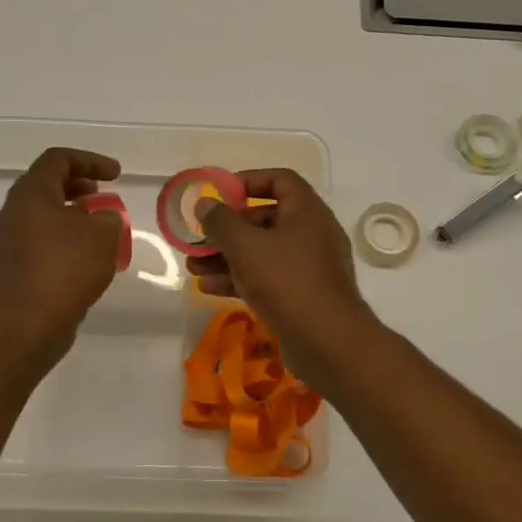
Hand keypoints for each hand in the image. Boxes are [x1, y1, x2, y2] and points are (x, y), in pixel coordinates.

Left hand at [0, 147, 124, 364]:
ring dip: (73, 215)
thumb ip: (109, 217)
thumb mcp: (103, 235)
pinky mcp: (14, 269)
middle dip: (79, 186)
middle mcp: (14, 212)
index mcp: (31, 194)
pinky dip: (65, 240)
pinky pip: (41, 242)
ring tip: (100, 229)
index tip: (116, 175)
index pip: (58, 160)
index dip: (90, 160)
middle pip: (46, 185)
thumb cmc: (65, 270)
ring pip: (43, 215)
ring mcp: (10, 242)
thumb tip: (102, 220)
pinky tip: (87, 260)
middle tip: (104, 195)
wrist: (25, 326)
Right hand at [186, 168, 379, 386]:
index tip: (219, 194)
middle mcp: (312, 233)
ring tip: (194, 268)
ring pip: (263, 252)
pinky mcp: (303, 296)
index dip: (248, 181)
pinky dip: (241, 279)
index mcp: (307, 211)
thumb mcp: (244, 245)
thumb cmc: (286, 281)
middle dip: (228, 229)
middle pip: (266, 218)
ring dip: (227, 257)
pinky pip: (268, 278)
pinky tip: (210, 289)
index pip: (280, 180)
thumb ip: (220, 221)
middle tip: (199, 239)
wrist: (327, 341)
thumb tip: (205, 204)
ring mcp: (309, 267)